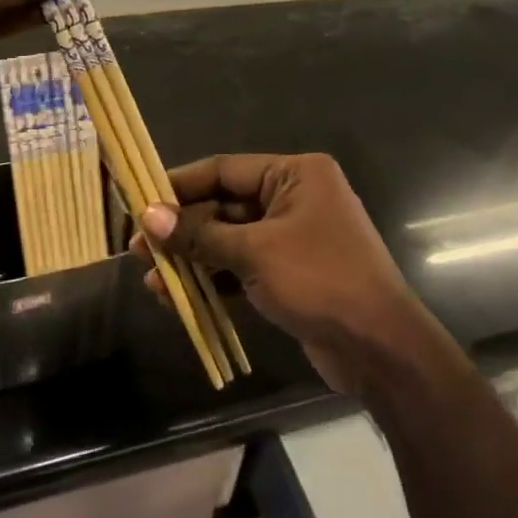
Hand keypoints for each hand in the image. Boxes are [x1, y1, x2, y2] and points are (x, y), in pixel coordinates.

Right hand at [134, 153, 458, 398]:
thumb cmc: (320, 280)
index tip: (140, 200)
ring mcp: (292, 238)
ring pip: (230, 240)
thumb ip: (200, 235)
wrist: (379, 347)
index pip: (225, 170)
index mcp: (295, 175)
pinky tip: (179, 297)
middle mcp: (294, 198)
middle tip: (138, 249)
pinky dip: (214, 280)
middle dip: (182, 230)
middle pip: (224, 206)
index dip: (180, 185)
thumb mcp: (255, 252)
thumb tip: (148, 217)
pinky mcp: (289, 273)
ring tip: (151, 279)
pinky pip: (242, 267)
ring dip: (193, 259)